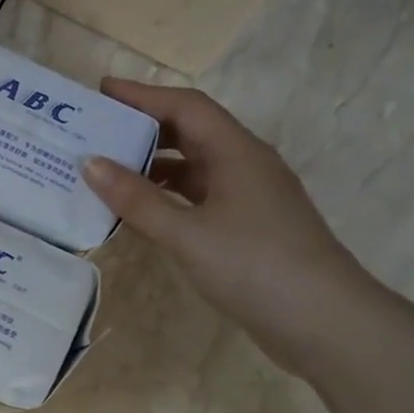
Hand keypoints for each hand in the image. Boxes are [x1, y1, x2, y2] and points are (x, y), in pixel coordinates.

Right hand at [82, 81, 379, 376]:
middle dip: (143, 127)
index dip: (142, 94)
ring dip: (153, 165)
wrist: (323, 322)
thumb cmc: (254, 266)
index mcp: (237, 152)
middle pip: (190, 131)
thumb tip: (90, 163)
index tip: (101, 91)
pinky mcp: (247, 227)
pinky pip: (198, 197)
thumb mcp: (187, 233)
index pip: (185, 106)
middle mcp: (245, 165)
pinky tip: (139, 212)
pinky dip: (166, 197)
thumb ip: (137, 200)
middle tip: (96, 131)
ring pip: (193, 167)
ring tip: (106, 171)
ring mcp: (249, 197)